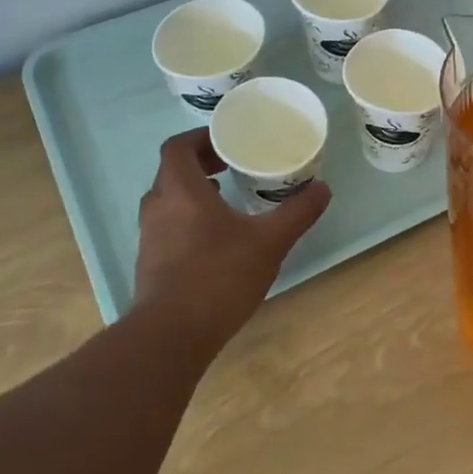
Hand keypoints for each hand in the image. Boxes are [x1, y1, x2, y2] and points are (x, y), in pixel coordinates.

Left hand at [128, 128, 330, 352]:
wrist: (172, 335)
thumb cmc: (219, 276)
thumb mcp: (270, 241)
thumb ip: (297, 212)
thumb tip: (323, 189)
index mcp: (181, 190)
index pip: (178, 147)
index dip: (201, 138)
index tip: (228, 141)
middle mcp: (158, 207)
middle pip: (172, 171)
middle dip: (201, 164)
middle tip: (232, 166)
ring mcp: (149, 237)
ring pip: (168, 200)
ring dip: (193, 192)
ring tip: (227, 198)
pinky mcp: (150, 263)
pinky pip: (167, 226)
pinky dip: (188, 219)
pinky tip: (216, 239)